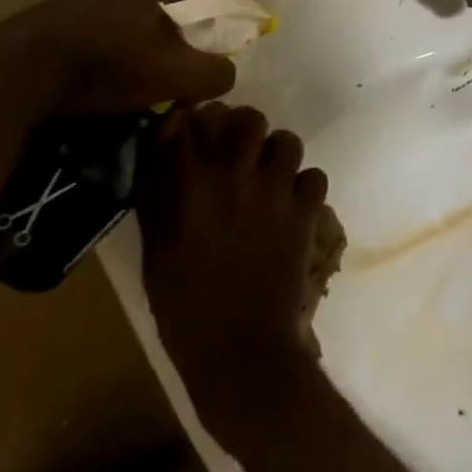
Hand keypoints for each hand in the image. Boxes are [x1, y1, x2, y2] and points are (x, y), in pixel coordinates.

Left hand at [0, 0, 237, 132]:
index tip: (194, 75)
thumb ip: (214, 72)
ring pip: (126, 29)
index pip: (198, 7)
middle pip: (161, 19)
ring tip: (125, 94)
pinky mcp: (54, 18)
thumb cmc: (109, 64)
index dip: (203, 42)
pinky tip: (92, 88)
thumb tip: (226, 73)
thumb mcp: (176, 73)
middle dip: (166, 51)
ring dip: (131, 57)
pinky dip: (100, 61)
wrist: (20, 71)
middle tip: (162, 86)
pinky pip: (94, 39)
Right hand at [137, 102, 328, 454]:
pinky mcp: (304, 213)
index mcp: (190, 182)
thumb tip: (165, 149)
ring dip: (278, 153)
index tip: (197, 127)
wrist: (238, 354)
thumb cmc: (184, 306)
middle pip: (248, 118)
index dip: (196, 117)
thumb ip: (159, 192)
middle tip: (240, 149)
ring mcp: (274, 191)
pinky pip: (314, 177)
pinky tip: (292, 205)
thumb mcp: (156, 247)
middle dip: (244, 128)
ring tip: (270, 175)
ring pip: (288, 140)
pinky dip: (305, 186)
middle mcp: (234, 174)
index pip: (193, 118)